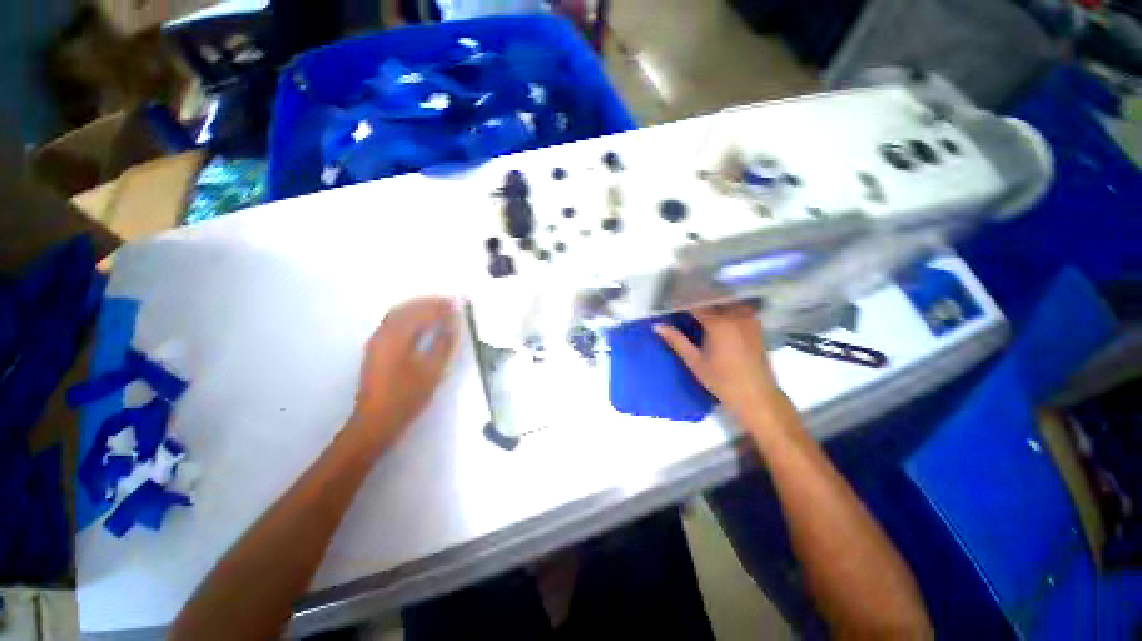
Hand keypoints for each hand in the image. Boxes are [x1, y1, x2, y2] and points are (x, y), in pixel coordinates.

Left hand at [348, 297, 458, 453]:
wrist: (376, 421)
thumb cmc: (406, 396)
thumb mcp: (432, 370)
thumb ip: (443, 343)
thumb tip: (453, 323)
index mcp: (395, 337)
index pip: (420, 312)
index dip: (439, 306)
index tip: (456, 303)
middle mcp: (383, 334)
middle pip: (406, 309)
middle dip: (428, 303)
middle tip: (449, 303)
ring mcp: (376, 342)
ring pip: (398, 315)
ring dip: (418, 308)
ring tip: (438, 310)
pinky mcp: (376, 350)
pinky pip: (393, 323)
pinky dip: (409, 317)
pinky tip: (421, 324)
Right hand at [654, 305, 792, 426]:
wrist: (757, 396)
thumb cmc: (722, 380)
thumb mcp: (694, 361)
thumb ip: (676, 340)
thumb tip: (657, 326)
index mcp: (718, 323)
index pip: (695, 305)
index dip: (681, 302)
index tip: (670, 304)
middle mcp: (736, 315)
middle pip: (712, 299)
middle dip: (696, 300)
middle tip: (682, 307)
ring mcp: (749, 318)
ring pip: (726, 301)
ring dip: (712, 302)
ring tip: (699, 310)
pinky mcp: (756, 325)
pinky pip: (738, 308)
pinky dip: (725, 308)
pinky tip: (717, 317)